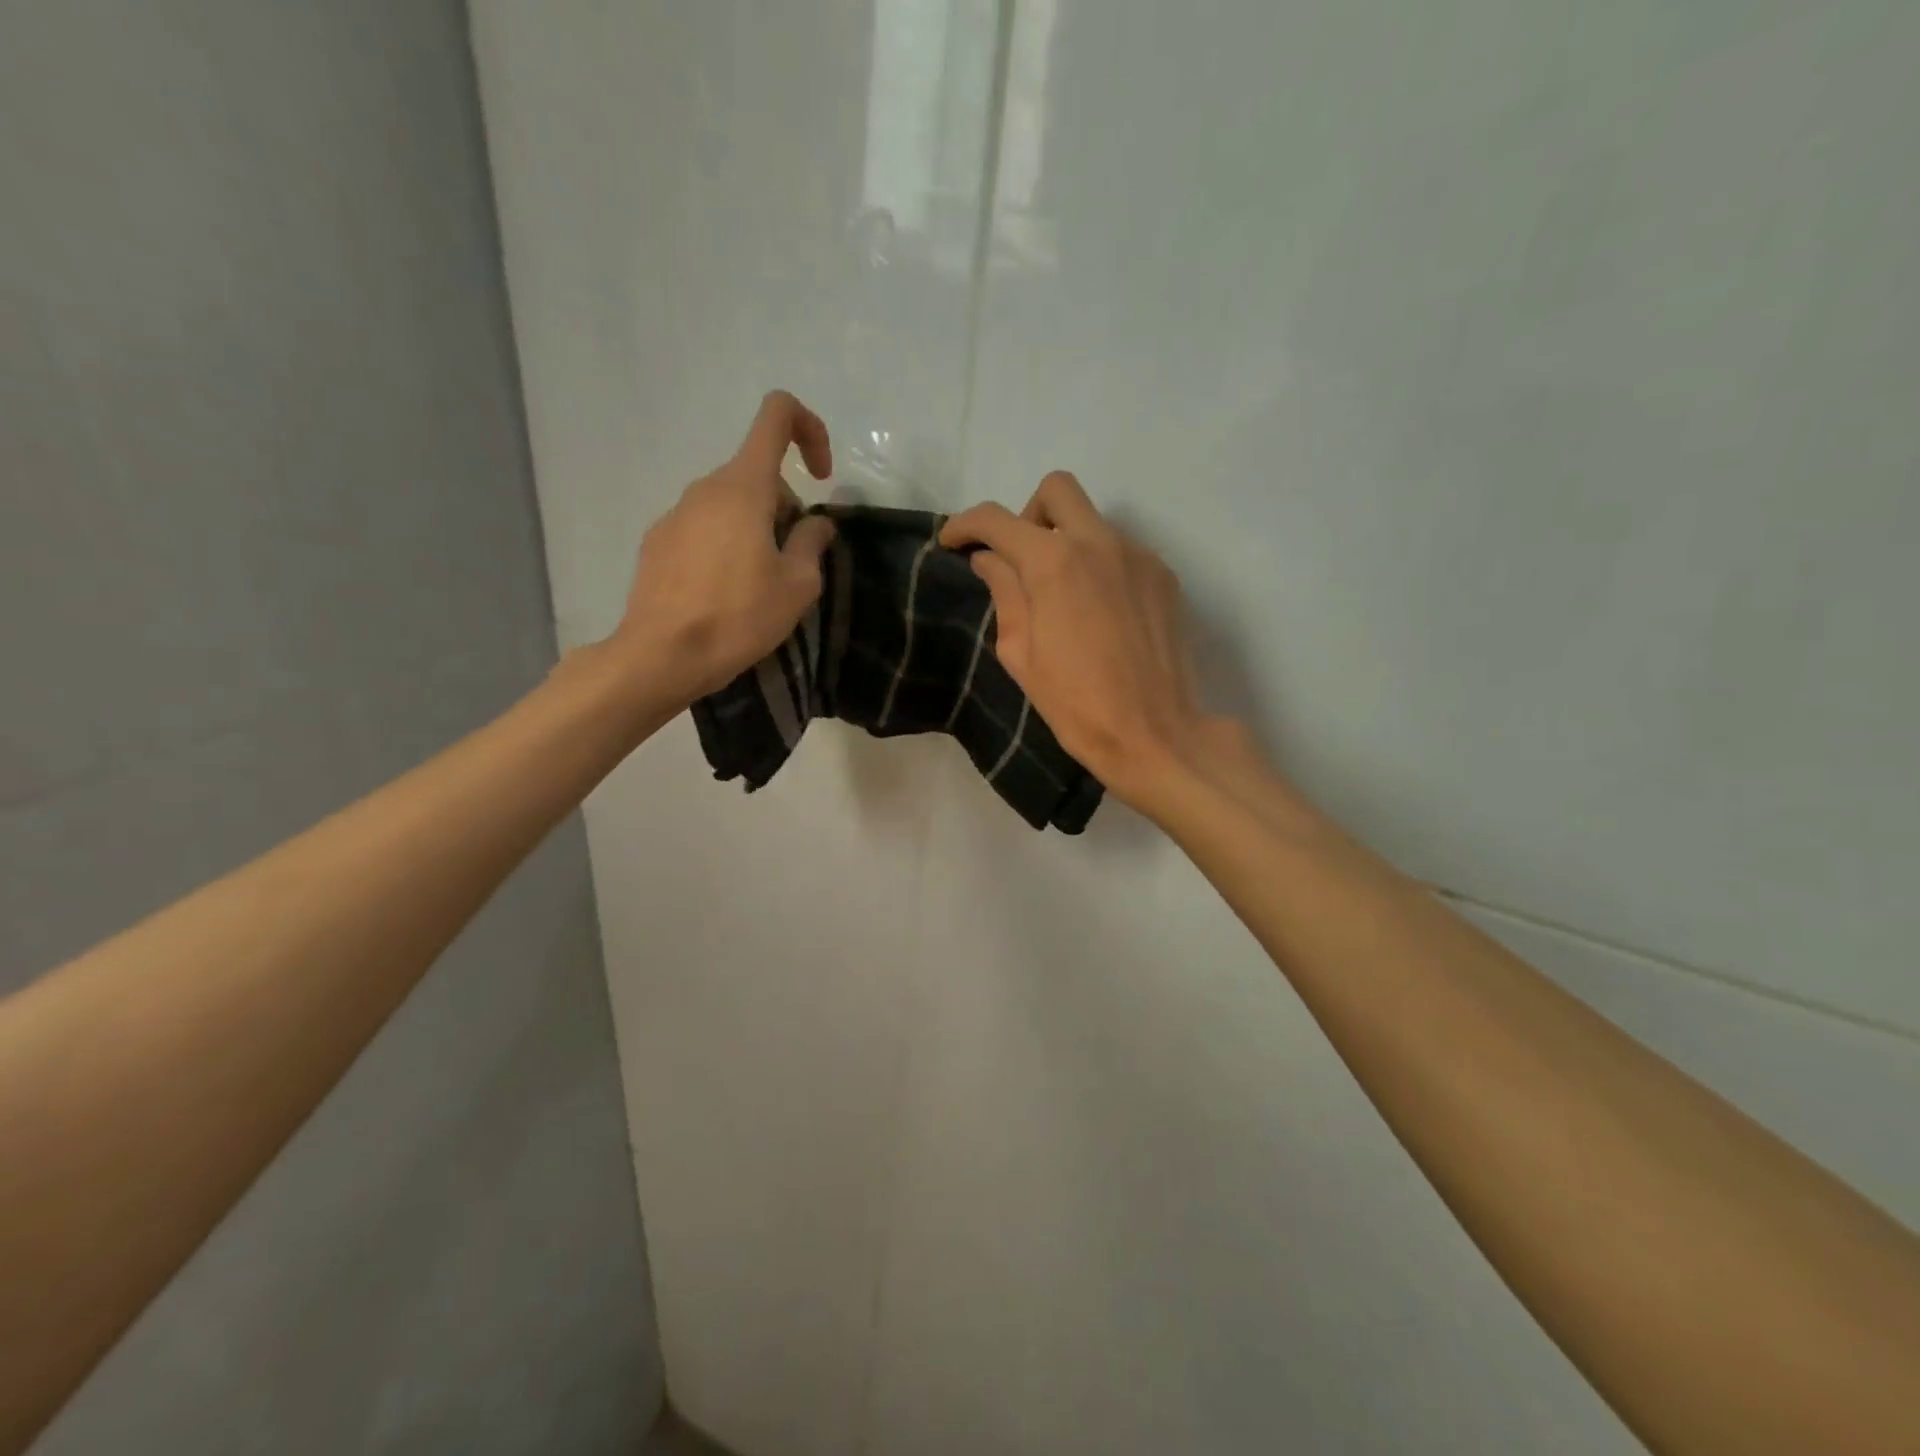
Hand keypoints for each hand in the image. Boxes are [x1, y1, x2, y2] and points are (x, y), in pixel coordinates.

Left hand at [613, 392, 837, 706]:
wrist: (662, 655)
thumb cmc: (739, 616)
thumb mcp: (797, 585)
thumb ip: (812, 543)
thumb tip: (815, 524)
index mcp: (744, 486)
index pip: (776, 416)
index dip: (809, 430)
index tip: (822, 478)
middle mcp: (705, 487)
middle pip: (757, 474)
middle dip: (785, 506)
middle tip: (793, 562)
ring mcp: (675, 513)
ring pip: (730, 503)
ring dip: (756, 528)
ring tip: (761, 584)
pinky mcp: (657, 541)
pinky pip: (704, 527)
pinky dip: (725, 545)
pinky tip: (726, 593)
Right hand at [941, 471, 1240, 813]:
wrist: (1154, 734)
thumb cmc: (1076, 705)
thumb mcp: (1020, 654)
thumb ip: (1005, 594)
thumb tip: (990, 559)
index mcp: (1054, 564)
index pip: (997, 520)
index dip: (965, 525)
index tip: (952, 543)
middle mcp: (1100, 543)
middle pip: (1056, 490)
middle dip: (1027, 515)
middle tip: (1019, 560)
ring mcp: (1139, 556)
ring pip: (1093, 522)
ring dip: (1067, 544)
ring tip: (1063, 599)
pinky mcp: (1164, 577)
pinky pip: (1122, 551)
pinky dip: (1099, 567)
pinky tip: (1099, 614)